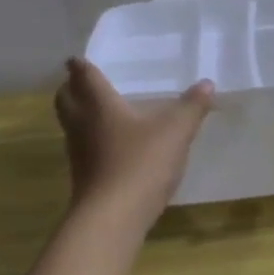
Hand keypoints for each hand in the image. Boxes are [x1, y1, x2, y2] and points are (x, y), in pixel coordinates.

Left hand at [54, 58, 213, 221]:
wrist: (113, 216)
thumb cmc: (141, 163)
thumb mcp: (176, 132)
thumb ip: (191, 107)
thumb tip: (207, 83)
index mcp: (99, 105)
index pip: (83, 76)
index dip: (80, 65)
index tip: (78, 58)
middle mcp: (82, 124)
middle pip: (66, 99)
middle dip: (72, 88)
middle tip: (84, 82)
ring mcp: (79, 152)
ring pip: (71, 124)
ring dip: (80, 114)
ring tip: (100, 111)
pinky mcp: (84, 175)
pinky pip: (83, 147)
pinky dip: (92, 139)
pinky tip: (113, 145)